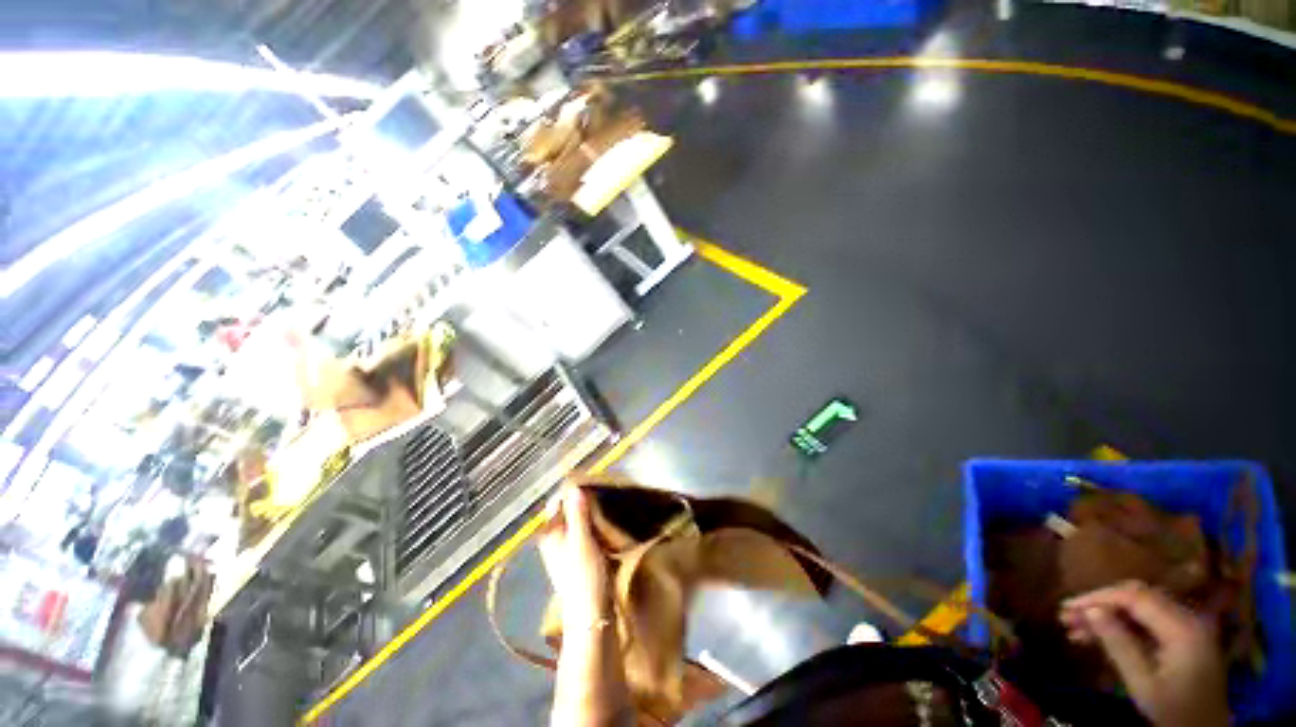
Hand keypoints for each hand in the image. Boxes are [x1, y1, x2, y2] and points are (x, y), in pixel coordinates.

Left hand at [539, 486, 610, 630]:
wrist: (592, 618)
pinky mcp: (578, 560)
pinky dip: (591, 526)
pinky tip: (606, 524)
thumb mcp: (582, 542)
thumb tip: (574, 488)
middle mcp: (554, 541)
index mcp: (550, 535)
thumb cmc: (584, 577)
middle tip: (601, 493)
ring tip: (606, 505)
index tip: (590, 484)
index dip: (570, 492)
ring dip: (587, 514)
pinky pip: (583, 534)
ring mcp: (565, 552)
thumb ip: (578, 515)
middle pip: (565, 513)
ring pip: (575, 523)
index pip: (555, 504)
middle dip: (581, 502)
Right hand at [1060, 581, 1228, 726]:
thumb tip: (1090, 611)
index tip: (1067, 606)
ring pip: (1139, 608)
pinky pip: (1147, 621)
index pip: (1135, 597)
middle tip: (1067, 614)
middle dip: (1100, 604)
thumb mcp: (1144, 683)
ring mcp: (1187, 625)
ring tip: (1075, 627)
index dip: (1098, 597)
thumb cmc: (1174, 710)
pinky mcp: (1182, 635)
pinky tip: (1097, 635)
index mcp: (1182, 627)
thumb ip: (1120, 645)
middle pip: (1137, 597)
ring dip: (1107, 615)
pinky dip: (1121, 625)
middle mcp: (1187, 617)